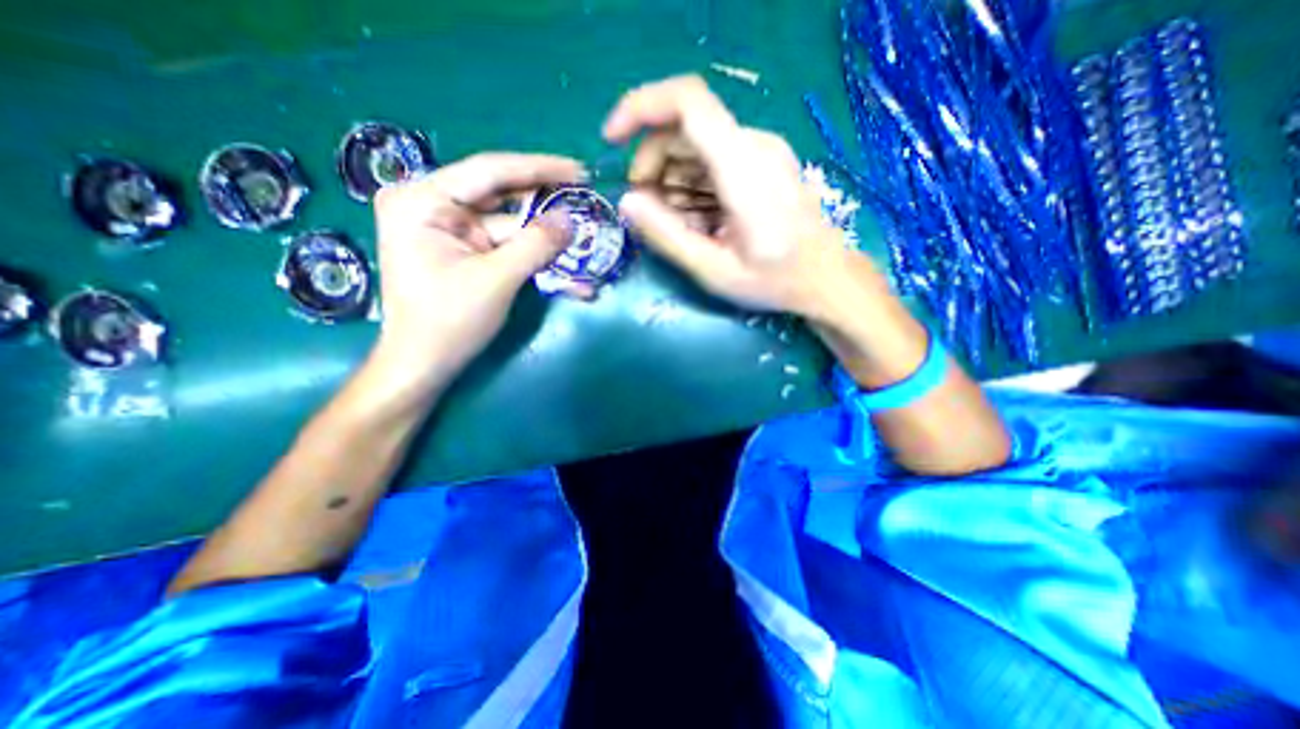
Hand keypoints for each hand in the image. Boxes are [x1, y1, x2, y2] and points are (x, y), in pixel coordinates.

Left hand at [369, 151, 587, 398]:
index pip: (490, 171)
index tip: (579, 170)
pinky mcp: (466, 251)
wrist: (424, 365)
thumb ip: (535, 245)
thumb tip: (571, 220)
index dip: (539, 169)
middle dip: (545, 202)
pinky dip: (534, 255)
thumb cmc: (449, 322)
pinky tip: (564, 264)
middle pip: (501, 195)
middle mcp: (433, 205)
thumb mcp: (496, 279)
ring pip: (509, 223)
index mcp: (423, 200)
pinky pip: (506, 245)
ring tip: (583, 231)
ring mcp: (450, 230)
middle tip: (586, 197)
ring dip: (545, 235)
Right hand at [601, 73, 847, 315]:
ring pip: (696, 145)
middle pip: (684, 128)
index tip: (611, 142)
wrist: (826, 278)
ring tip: (679, 225)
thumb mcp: (713, 269)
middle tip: (648, 211)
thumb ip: (667, 235)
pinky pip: (713, 160)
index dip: (640, 109)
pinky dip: (692, 185)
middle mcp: (753, 145)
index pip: (687, 102)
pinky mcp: (762, 162)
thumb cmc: (774, 280)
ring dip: (671, 180)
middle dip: (652, 165)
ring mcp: (761, 151)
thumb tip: (627, 202)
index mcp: (742, 167)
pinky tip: (699, 219)